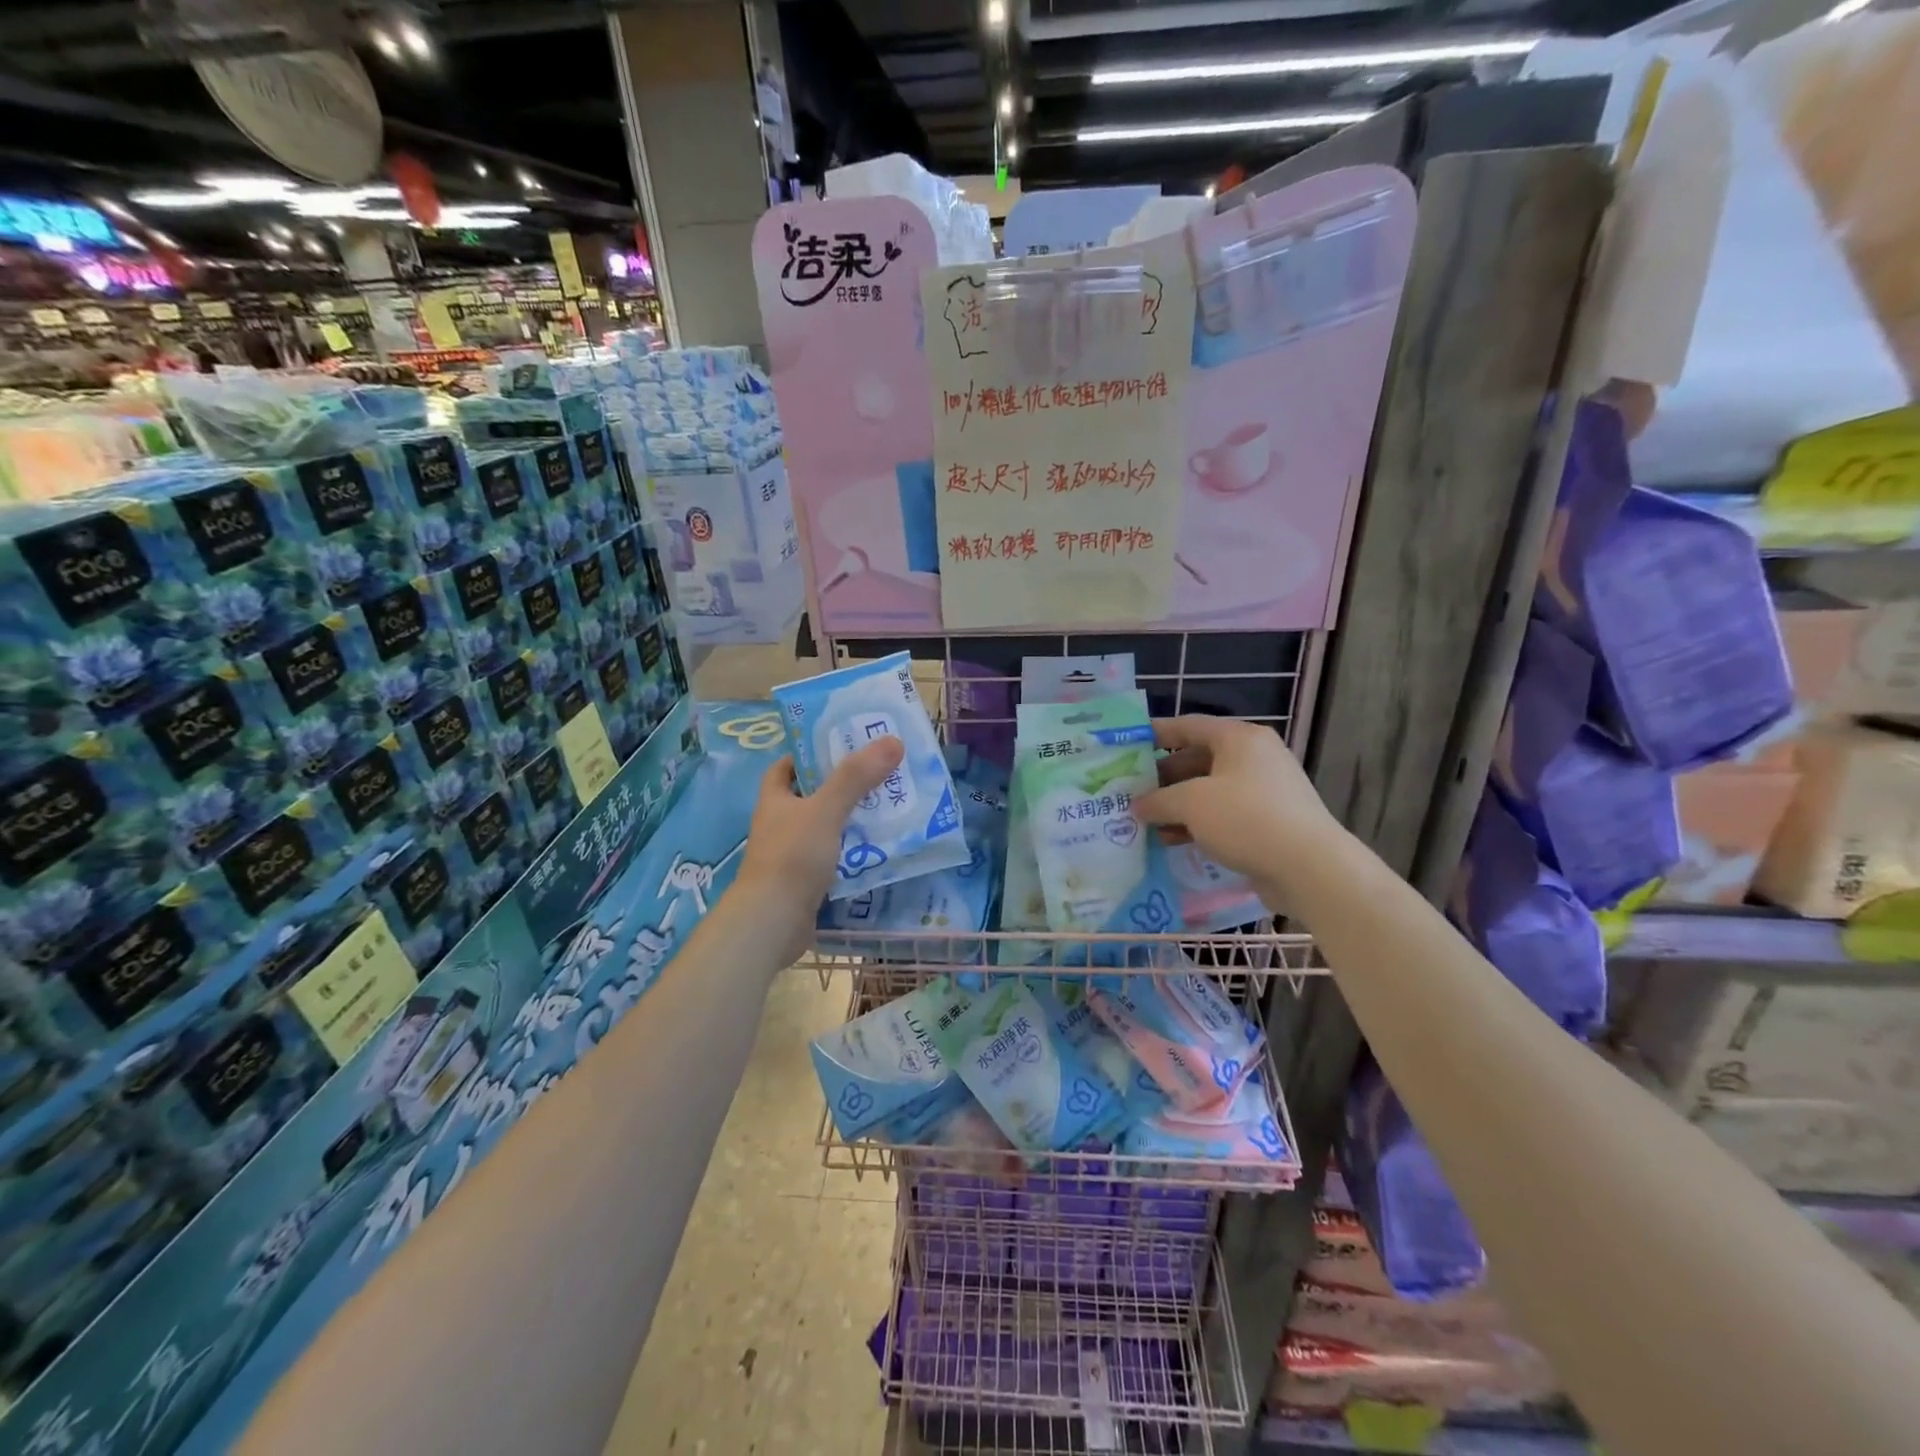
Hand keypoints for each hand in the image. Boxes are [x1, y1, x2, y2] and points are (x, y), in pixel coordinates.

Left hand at [733, 736, 905, 963]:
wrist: (773, 922)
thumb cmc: (793, 857)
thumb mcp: (826, 810)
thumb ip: (856, 777)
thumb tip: (892, 741)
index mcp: (775, 801)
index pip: (785, 768)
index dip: (808, 755)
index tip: (840, 747)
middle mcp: (778, 826)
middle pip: (809, 798)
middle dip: (840, 788)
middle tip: (877, 776)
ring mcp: (789, 856)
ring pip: (823, 830)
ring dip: (849, 822)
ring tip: (887, 810)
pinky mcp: (803, 883)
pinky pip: (832, 860)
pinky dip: (852, 854)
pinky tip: (878, 851)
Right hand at [1133, 716, 1337, 896]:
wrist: (1308, 867)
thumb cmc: (1245, 818)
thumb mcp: (1191, 803)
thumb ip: (1158, 800)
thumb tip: (1138, 806)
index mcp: (1240, 739)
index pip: (1189, 726)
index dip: (1156, 733)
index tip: (1127, 745)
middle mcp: (1254, 758)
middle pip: (1198, 759)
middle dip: (1163, 777)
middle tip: (1131, 790)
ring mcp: (1264, 791)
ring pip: (1209, 790)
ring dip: (1177, 804)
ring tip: (1146, 820)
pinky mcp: (1268, 821)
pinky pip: (1223, 814)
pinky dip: (1197, 823)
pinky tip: (1172, 840)